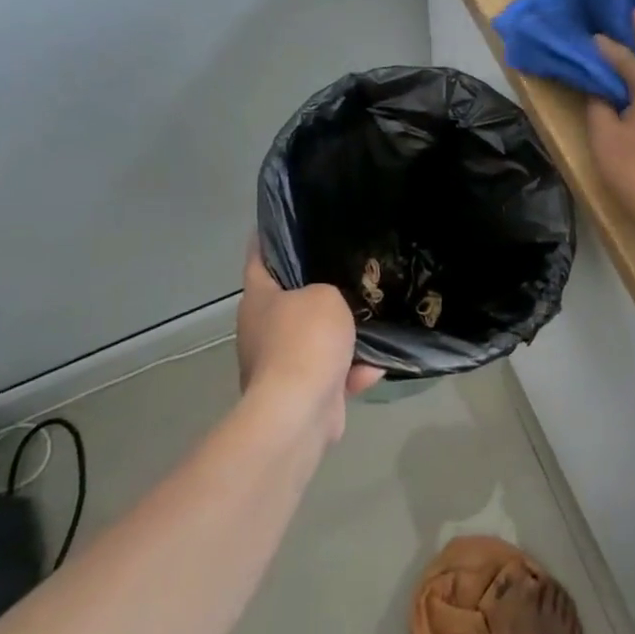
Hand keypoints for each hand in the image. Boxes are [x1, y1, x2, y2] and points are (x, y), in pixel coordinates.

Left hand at [238, 237, 384, 441]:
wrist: (300, 410)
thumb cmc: (306, 339)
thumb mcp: (325, 295)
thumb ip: (330, 288)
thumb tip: (332, 303)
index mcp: (258, 300)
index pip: (258, 258)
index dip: (269, 238)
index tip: (287, 223)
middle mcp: (261, 330)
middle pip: (291, 301)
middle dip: (318, 290)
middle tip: (349, 270)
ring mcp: (278, 365)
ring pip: (315, 339)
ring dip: (342, 336)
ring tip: (373, 318)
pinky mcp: (299, 393)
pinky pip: (330, 373)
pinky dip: (351, 371)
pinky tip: (376, 365)